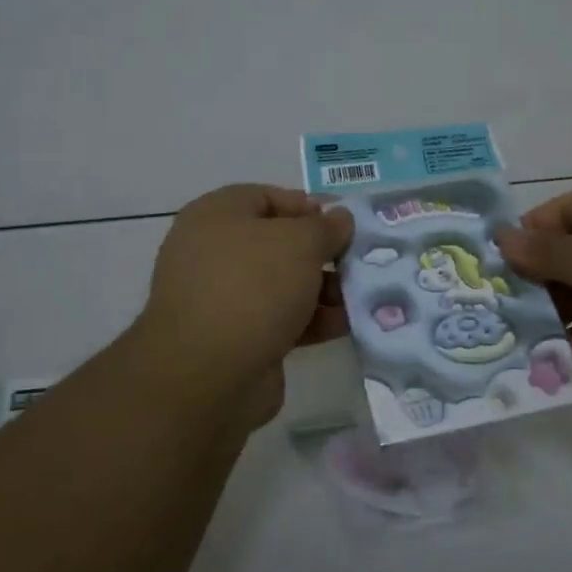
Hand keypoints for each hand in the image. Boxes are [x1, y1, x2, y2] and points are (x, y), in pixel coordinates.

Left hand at [136, 184, 351, 413]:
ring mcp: (222, 298)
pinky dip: (312, 320)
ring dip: (323, 289)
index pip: (267, 197)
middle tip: (360, 261)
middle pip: (278, 243)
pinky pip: (280, 319)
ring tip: (363, 296)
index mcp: (216, 215)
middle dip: (322, 253)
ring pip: (282, 284)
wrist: (208, 374)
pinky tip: (347, 325)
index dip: (308, 206)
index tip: (345, 223)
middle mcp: (213, 252)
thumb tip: (340, 218)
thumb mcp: (299, 243)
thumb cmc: (253, 286)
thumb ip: (326, 227)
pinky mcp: (236, 338)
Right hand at [495, 184, 571, 409]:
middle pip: (568, 256)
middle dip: (534, 279)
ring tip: (512, 334)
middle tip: (494, 305)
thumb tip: (503, 237)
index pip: (564, 213)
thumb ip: (553, 254)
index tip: (491, 263)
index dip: (528, 234)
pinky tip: (546, 357)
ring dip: (550, 314)